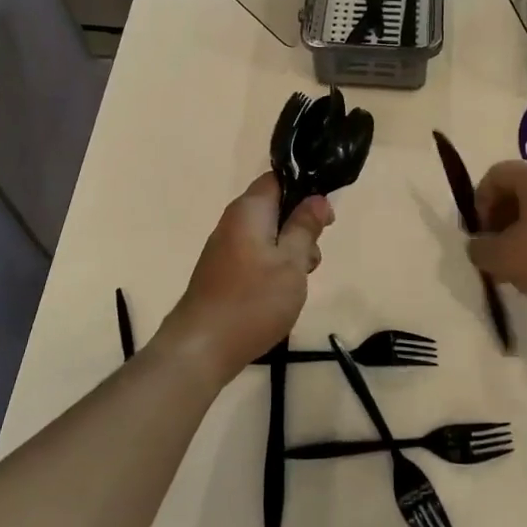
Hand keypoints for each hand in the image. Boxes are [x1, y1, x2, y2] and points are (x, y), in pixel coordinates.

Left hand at [160, 174, 333, 381]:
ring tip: (300, 282)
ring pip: (267, 236)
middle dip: (300, 227)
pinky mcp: (222, 273)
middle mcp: (232, 222)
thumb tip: (317, 199)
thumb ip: (305, 227)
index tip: (325, 215)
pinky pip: (255, 256)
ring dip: (290, 252)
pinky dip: (273, 268)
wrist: (202, 348)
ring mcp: (224, 249)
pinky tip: (281, 294)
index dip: (305, 189)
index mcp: (248, 210)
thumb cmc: (253, 300)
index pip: (278, 179)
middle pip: (274, 209)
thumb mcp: (292, 262)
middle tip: (314, 256)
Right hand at [467, 160, 526, 328]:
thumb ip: (479, 248)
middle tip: (496, 251)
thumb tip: (478, 245)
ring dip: (523, 233)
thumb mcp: (502, 258)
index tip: (480, 234)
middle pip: (519, 191)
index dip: (478, 203)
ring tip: (519, 267)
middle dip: (500, 219)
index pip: (495, 175)